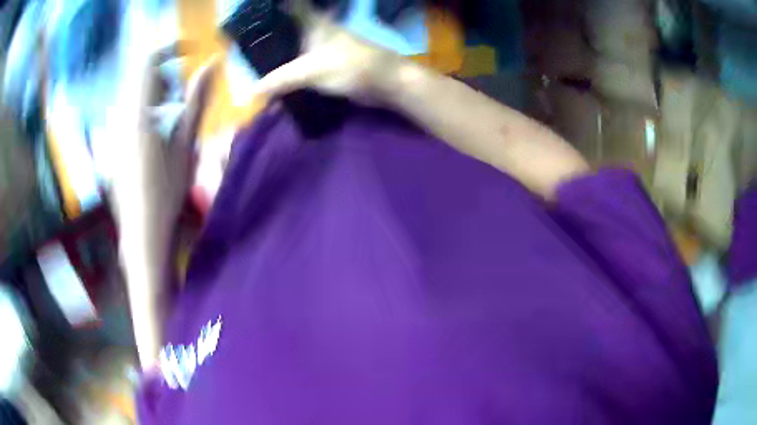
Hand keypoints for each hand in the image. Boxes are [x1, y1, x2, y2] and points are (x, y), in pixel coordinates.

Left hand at [109, 45, 215, 233]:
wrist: (143, 234)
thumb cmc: (167, 191)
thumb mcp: (187, 143)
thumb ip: (197, 99)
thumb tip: (213, 63)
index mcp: (139, 113)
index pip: (148, 62)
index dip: (170, 49)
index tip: (190, 51)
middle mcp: (122, 118)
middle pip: (143, 80)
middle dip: (166, 78)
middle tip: (182, 97)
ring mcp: (115, 134)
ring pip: (136, 98)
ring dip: (157, 97)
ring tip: (171, 119)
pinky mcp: (114, 148)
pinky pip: (129, 116)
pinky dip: (146, 114)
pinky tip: (156, 139)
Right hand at [256, 19, 406, 102]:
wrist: (385, 83)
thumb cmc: (351, 66)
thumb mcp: (311, 71)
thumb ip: (281, 79)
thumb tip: (253, 91)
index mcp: (313, 23)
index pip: (291, 6)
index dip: (273, 7)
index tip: (254, 13)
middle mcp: (315, 31)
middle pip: (287, 27)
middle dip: (267, 35)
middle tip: (244, 45)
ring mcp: (321, 47)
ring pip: (293, 46)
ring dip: (276, 54)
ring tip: (252, 62)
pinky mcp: (326, 63)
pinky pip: (300, 64)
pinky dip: (288, 69)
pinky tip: (274, 78)